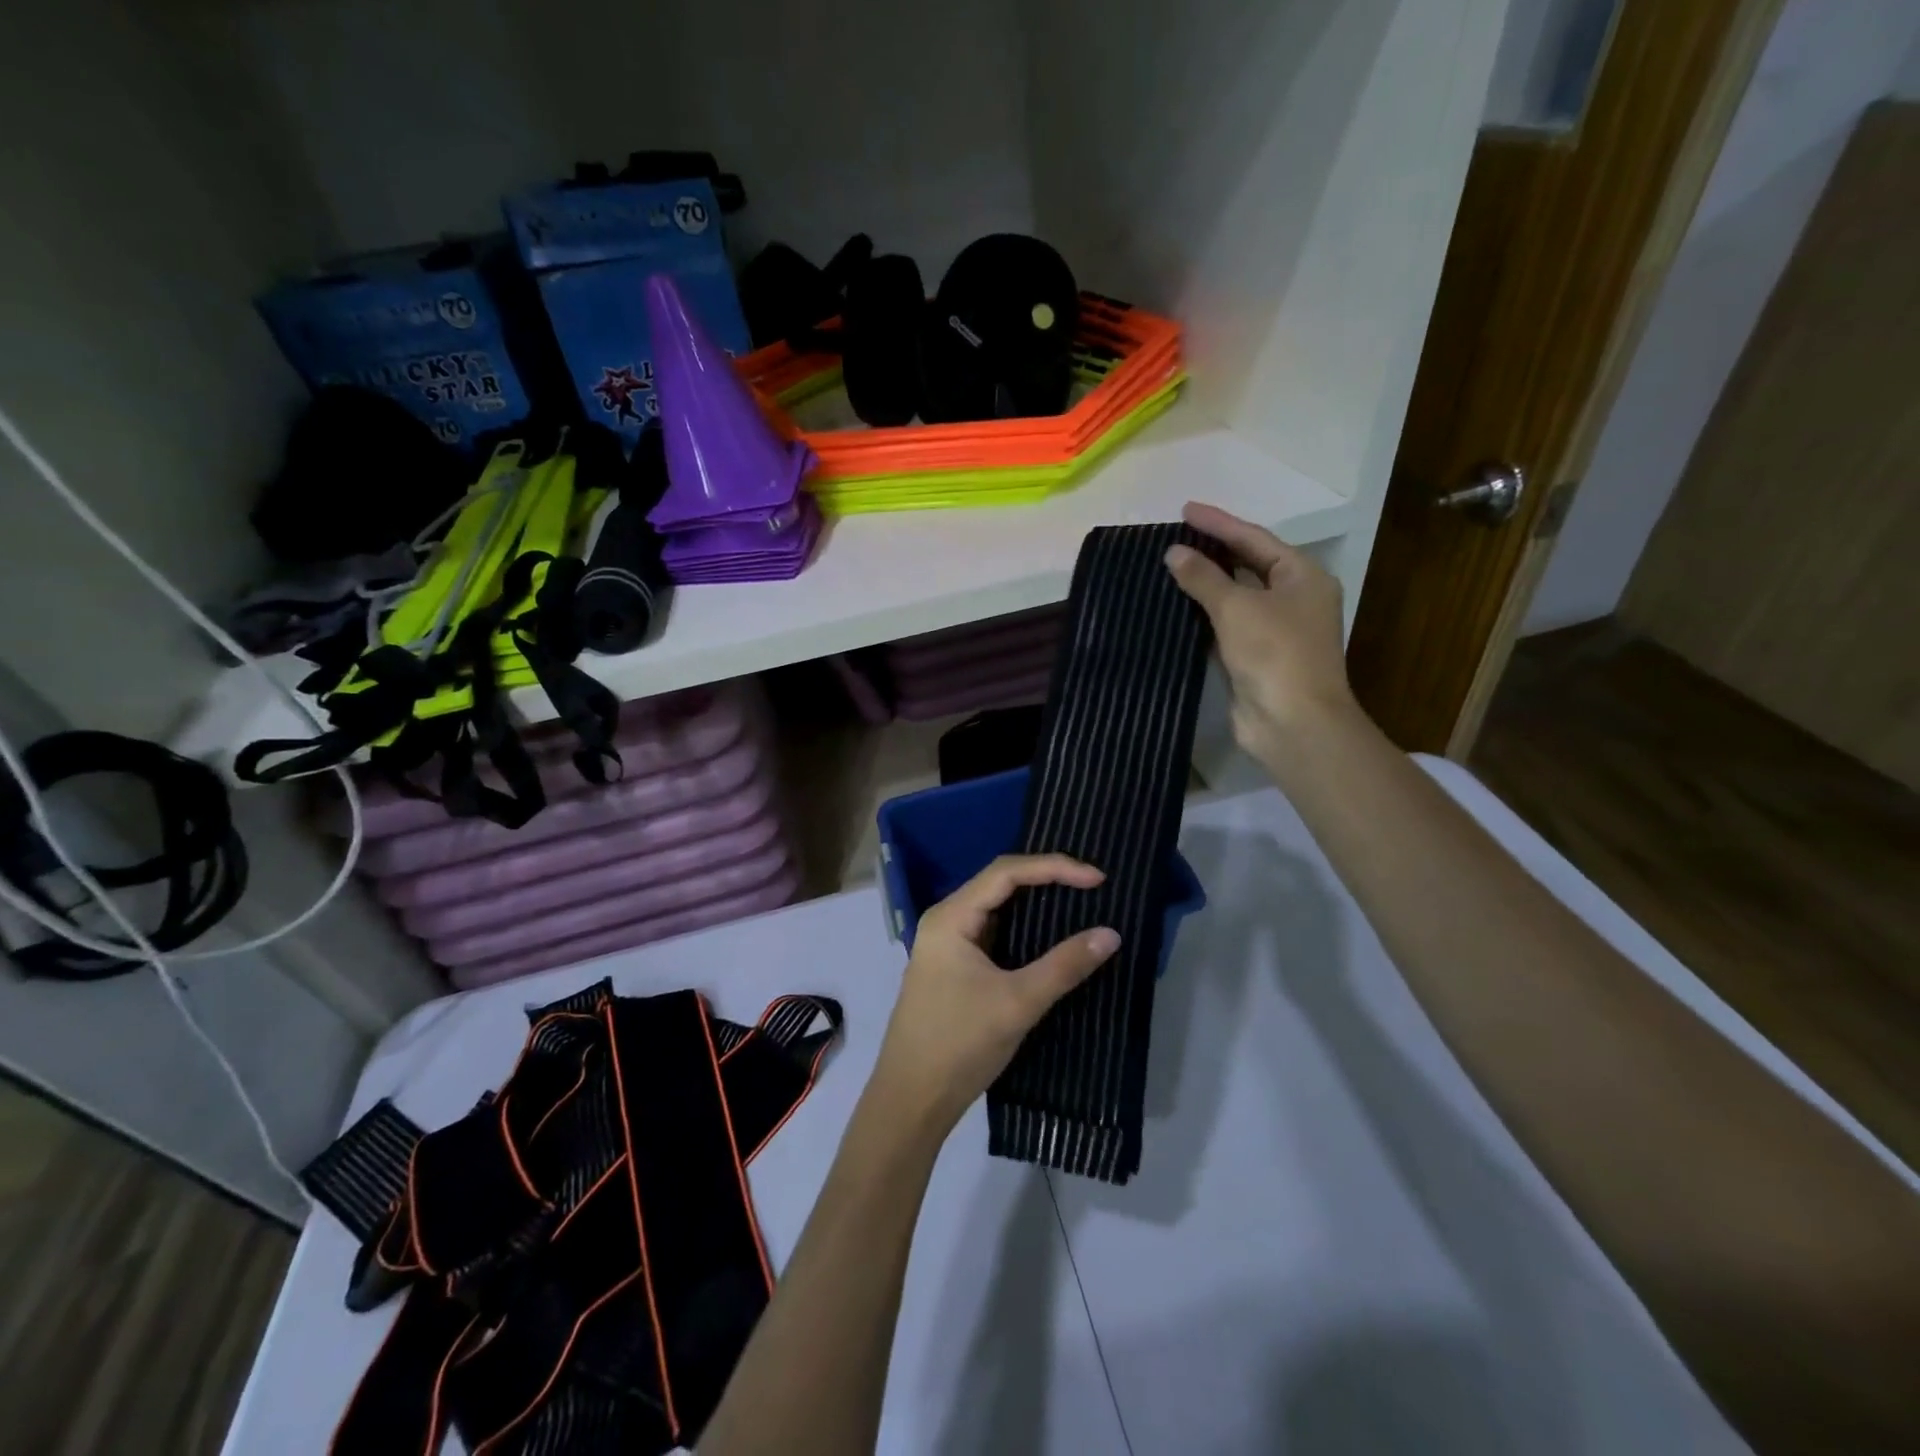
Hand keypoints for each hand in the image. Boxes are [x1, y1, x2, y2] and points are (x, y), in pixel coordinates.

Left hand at [867, 855, 1120, 1137]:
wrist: (912, 1100)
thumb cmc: (959, 1045)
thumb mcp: (1018, 1002)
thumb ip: (1064, 965)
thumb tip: (1111, 934)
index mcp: (951, 917)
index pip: (1006, 872)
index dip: (1053, 867)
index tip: (1097, 878)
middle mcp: (946, 920)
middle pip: (1000, 883)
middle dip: (1046, 878)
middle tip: (1092, 884)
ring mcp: (949, 944)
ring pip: (998, 908)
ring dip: (1036, 902)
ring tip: (1079, 900)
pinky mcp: (956, 967)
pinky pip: (995, 932)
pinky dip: (1024, 928)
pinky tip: (1051, 934)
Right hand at [1164, 501, 1358, 769]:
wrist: (1292, 722)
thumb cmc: (1274, 653)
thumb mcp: (1236, 607)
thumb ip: (1203, 577)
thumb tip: (1173, 553)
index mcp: (1302, 577)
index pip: (1254, 539)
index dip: (1219, 523)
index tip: (1185, 510)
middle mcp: (1293, 600)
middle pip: (1248, 566)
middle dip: (1213, 552)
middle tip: (1175, 537)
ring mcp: (1275, 632)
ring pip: (1235, 599)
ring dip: (1205, 586)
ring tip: (1169, 568)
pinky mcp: (1255, 660)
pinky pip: (1226, 628)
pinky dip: (1203, 618)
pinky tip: (1175, 609)